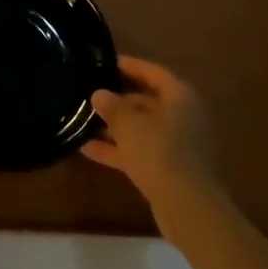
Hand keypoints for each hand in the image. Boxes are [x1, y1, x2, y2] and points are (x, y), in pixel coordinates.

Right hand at [82, 57, 221, 228]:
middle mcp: (181, 118)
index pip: (153, 73)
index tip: (105, 62)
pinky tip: (86, 148)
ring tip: (81, 120)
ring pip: (140, 129)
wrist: (186, 206)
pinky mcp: (166, 169)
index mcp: (180, 98)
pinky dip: (116, 149)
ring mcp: (175, 145)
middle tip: (87, 93)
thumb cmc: (160, 152)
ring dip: (113, 126)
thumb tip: (99, 94)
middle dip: (117, 100)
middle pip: (146, 102)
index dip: (129, 65)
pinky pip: (138, 151)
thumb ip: (112, 106)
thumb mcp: (129, 124)